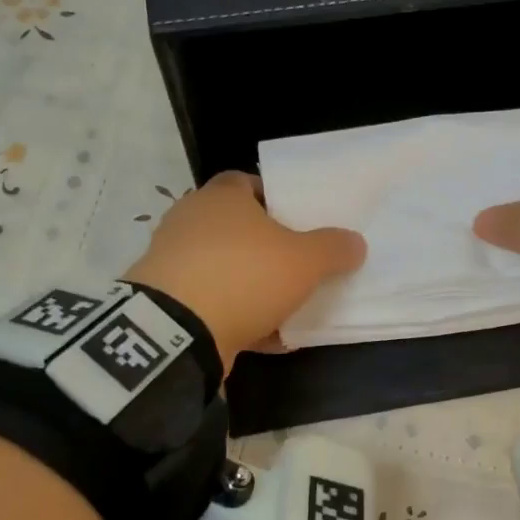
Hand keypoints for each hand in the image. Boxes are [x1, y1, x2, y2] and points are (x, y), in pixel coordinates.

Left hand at [123, 172, 365, 370]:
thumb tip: (355, 242)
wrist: (177, 331)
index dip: (273, 198)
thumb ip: (333, 248)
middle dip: (264, 246)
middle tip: (295, 263)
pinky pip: (209, 302)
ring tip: (285, 307)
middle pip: (234, 227)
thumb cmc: (245, 276)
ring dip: (250, 286)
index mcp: (221, 197)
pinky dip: (234, 316)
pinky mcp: (164, 300)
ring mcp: (172, 261)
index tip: (297, 220)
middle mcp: (190, 221)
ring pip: (222, 268)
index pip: (246, 182)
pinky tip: (264, 337)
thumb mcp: (305, 261)